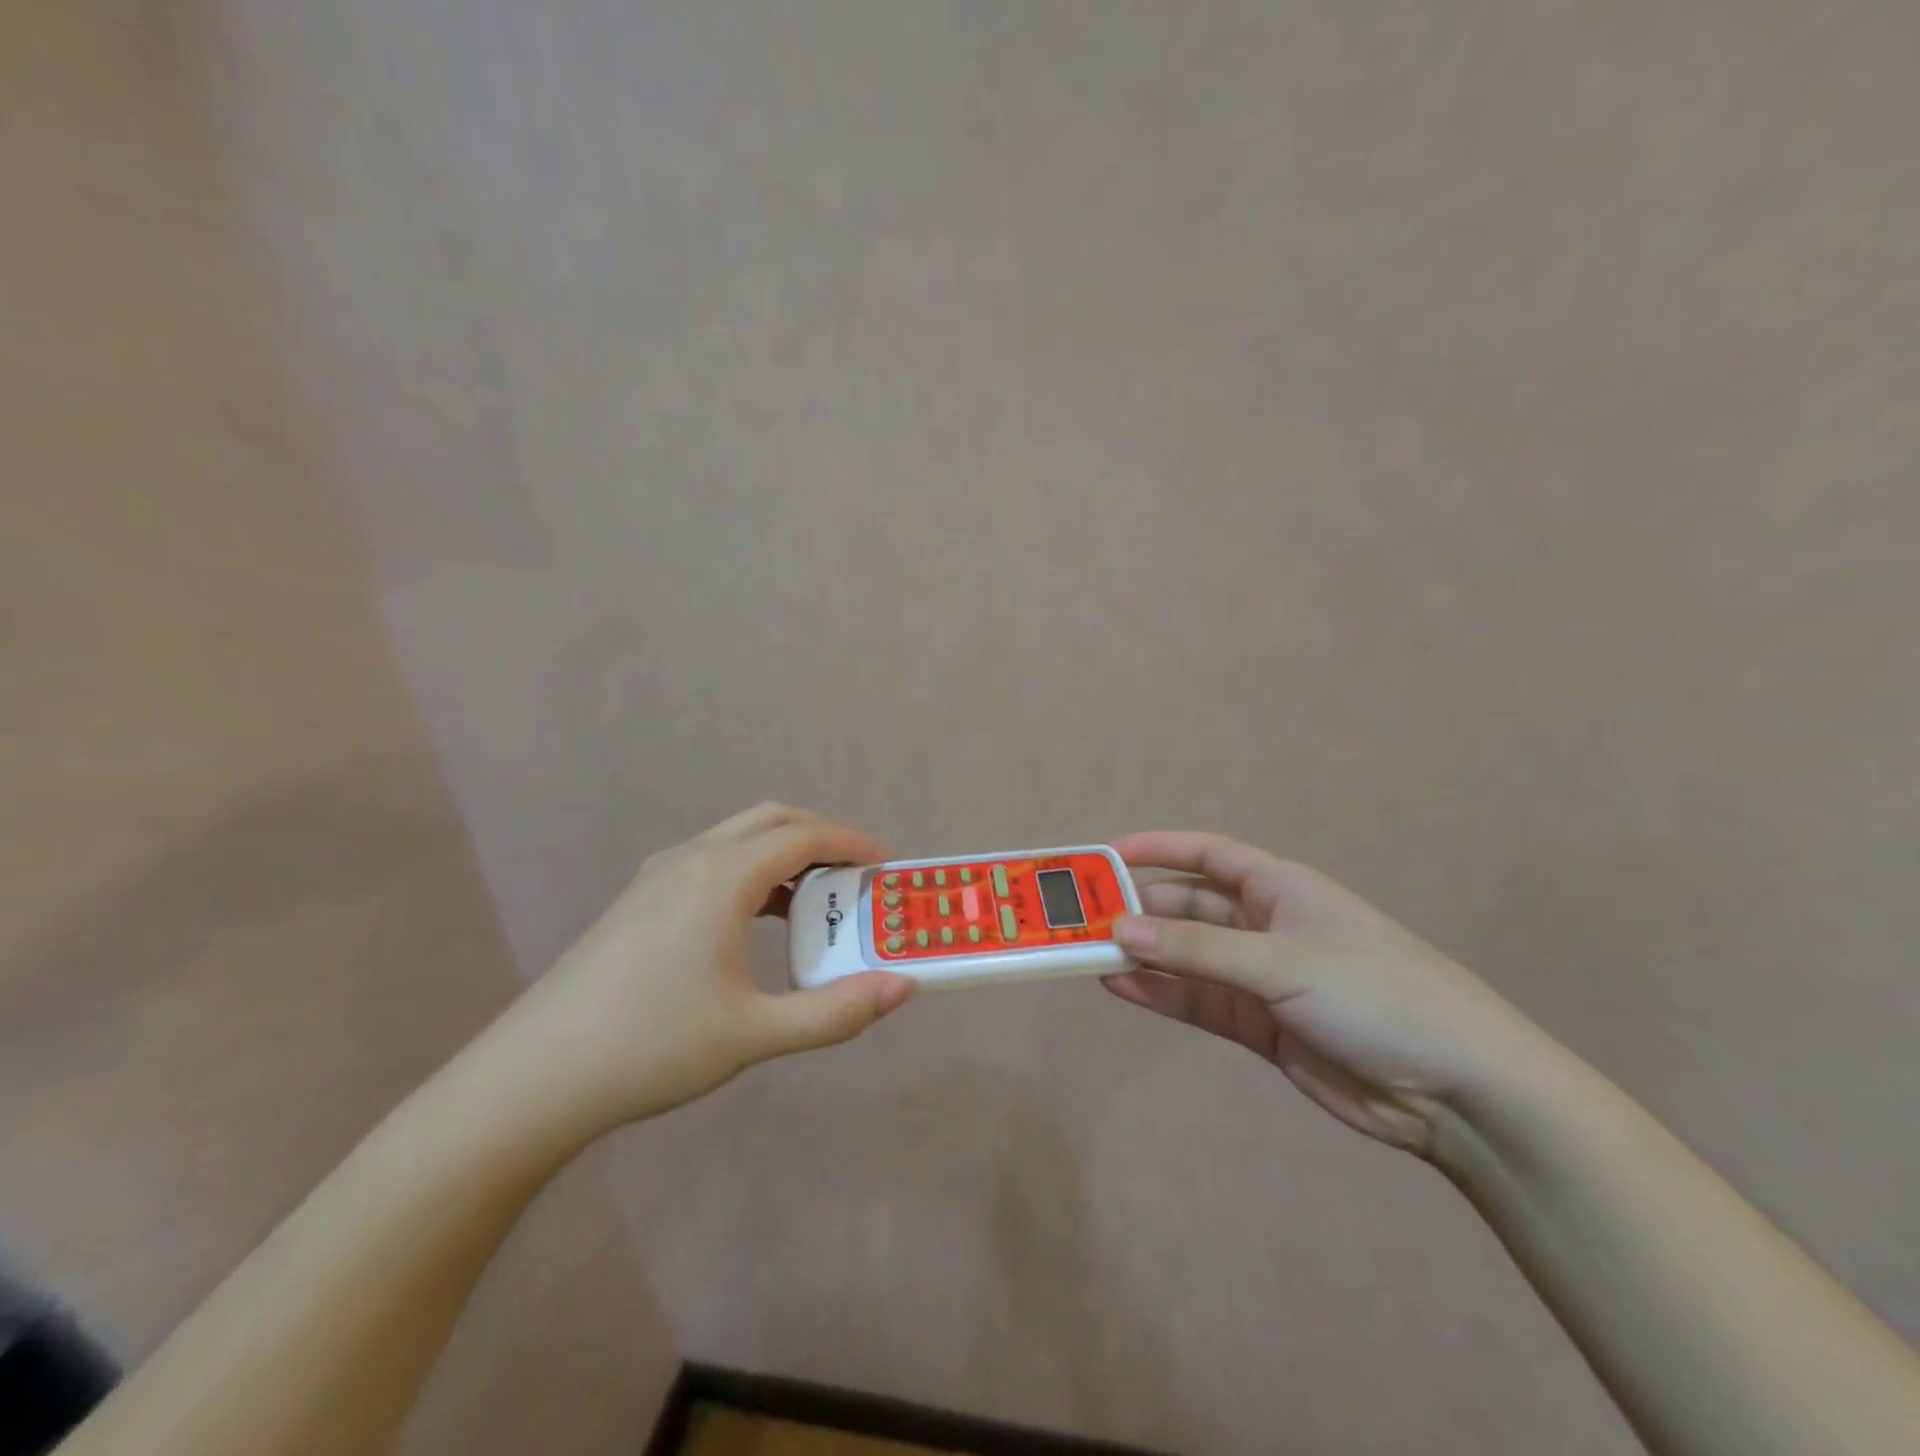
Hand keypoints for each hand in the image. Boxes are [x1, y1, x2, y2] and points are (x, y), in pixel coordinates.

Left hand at [489, 804, 915, 1136]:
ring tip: (814, 900)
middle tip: (855, 876)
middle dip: (821, 837)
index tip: (886, 866)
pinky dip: (751, 871)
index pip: (804, 836)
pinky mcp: (638, 898)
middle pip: (772, 820)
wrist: (535, 1078)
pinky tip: (754, 921)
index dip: (852, 843)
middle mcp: (691, 859)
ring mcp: (657, 876)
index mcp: (722, 877)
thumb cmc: (652, 1047)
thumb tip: (904, 989)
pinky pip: (711, 861)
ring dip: (784, 854)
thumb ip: (836, 1012)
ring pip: (737, 838)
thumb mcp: (755, 1033)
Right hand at [1105, 833, 1560, 1157]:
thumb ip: (1197, 948)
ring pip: (1187, 957)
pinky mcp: (1261, 1026)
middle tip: (1083, 916)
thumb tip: (1120, 929)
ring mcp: (1262, 978)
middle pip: (1188, 907)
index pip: (1207, 855)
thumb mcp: (1282, 961)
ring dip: (1143, 955)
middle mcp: (1265, 925)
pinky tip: (1121, 988)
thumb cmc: (1375, 993)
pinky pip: (1199, 1001)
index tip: (1106, 853)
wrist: (1457, 1090)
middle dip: (1140, 910)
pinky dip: (1161, 994)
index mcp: (1280, 888)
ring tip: (1087, 953)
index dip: (1158, 849)